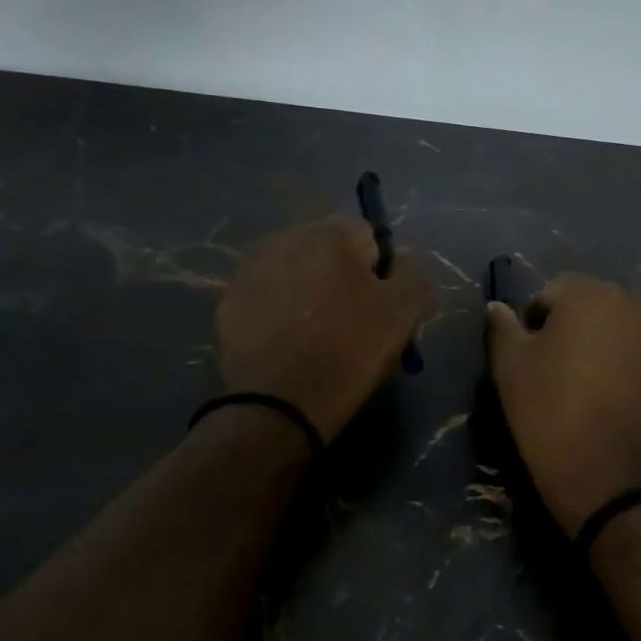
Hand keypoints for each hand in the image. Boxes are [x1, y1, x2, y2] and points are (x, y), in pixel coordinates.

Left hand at [217, 218, 432, 441]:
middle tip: (348, 320)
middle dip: (339, 275)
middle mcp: (285, 238)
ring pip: (294, 271)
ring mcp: (250, 269)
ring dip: (306, 289)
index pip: (369, 237)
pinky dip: (278, 309)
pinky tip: (285, 341)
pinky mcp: (228, 301)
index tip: (378, 307)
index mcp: (329, 234)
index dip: (379, 272)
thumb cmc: (349, 352)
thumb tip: (399, 257)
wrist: (279, 406)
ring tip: (313, 332)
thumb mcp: (403, 311)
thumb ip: (412, 271)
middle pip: (328, 250)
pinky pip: (266, 295)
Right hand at [486, 274, 640, 533]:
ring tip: (599, 393)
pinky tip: (630, 409)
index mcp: (590, 297)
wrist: (623, 488)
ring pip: (631, 334)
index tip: (531, 358)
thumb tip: (497, 307)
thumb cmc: (555, 419)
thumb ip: (503, 330)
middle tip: (563, 374)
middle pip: (598, 308)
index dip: (537, 321)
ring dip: (613, 350)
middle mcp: (637, 307)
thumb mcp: (511, 373)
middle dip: (579, 331)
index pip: (555, 291)